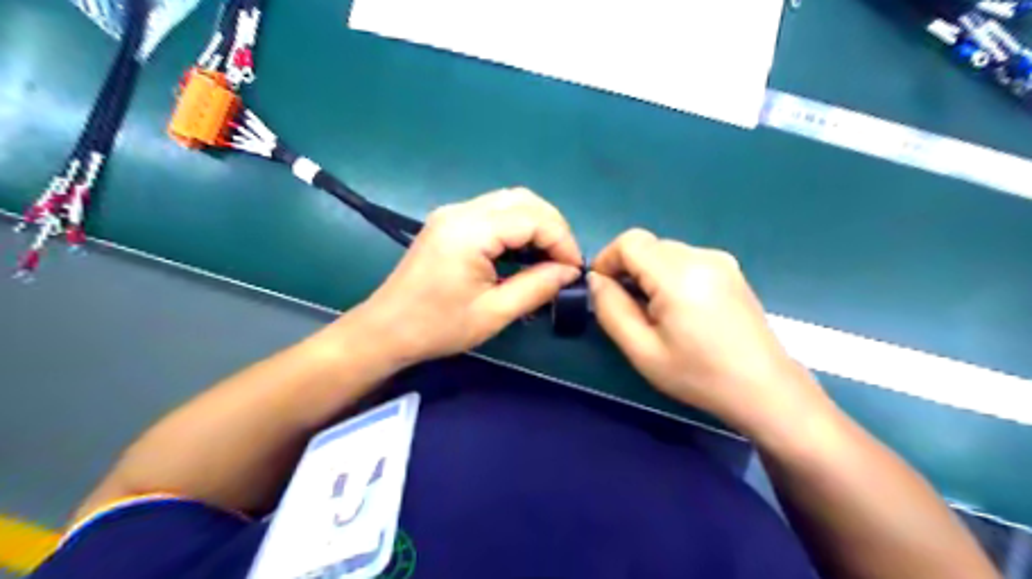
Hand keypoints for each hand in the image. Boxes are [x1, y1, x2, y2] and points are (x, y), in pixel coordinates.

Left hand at [346, 188, 583, 363]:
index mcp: (470, 231)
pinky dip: (518, 226)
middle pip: (523, 199)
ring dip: (537, 224)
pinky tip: (524, 251)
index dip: (561, 240)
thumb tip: (569, 272)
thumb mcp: (494, 313)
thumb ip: (536, 287)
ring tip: (550, 256)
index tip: (574, 269)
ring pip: (510, 201)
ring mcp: (452, 213)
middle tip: (565, 261)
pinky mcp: (449, 221)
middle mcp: (461, 211)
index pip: (532, 218)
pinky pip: (494, 211)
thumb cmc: (437, 327)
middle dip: (553, 227)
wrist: (386, 330)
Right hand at [594, 228, 828, 435]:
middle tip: (626, 308)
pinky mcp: (731, 270)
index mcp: (679, 274)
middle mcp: (701, 256)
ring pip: (666, 252)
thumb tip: (596, 280)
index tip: (602, 290)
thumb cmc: (699, 375)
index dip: (607, 260)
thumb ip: (610, 309)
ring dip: (648, 273)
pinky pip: (686, 260)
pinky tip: (679, 309)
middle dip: (627, 269)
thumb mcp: (642, 350)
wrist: (764, 389)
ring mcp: (720, 260)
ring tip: (654, 312)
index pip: (630, 242)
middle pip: (648, 245)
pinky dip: (669, 275)